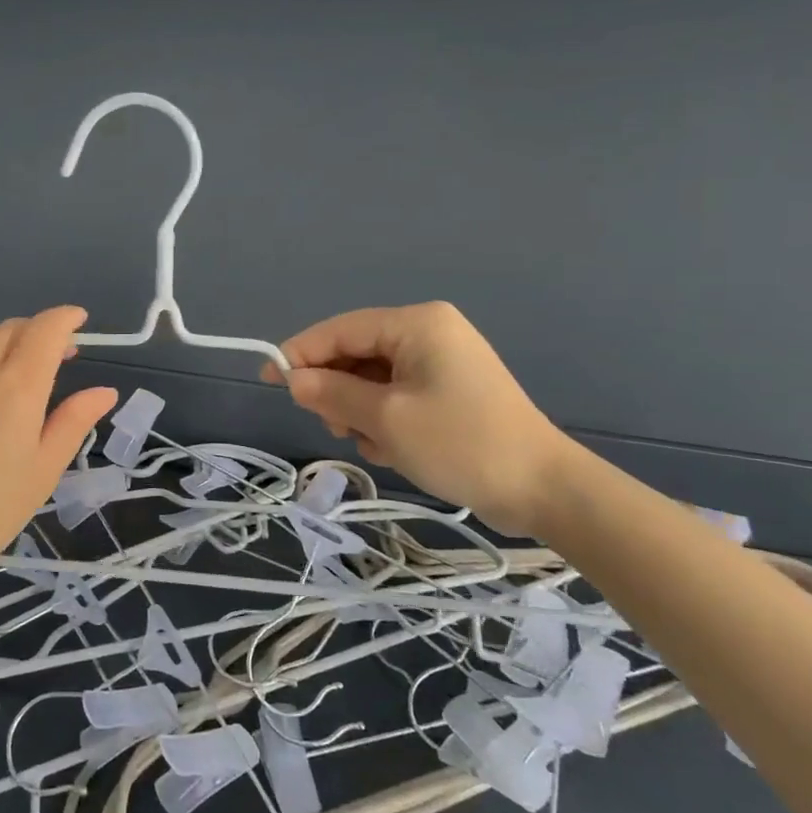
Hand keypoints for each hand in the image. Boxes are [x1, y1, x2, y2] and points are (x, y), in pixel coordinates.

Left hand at [0, 307, 117, 589]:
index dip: (66, 318)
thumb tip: (104, 391)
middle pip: (13, 328)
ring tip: (25, 369)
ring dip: (11, 340)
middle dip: (41, 330)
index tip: (81, 320)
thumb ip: (74, 422)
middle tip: (62, 354)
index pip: (45, 329)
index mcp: (16, 386)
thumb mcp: (42, 471)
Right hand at [263, 302, 569, 535]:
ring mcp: (441, 360)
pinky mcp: (449, 388)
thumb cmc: (461, 443)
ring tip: (374, 445)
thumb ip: (332, 393)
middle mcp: (428, 332)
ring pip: (372, 377)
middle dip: (338, 390)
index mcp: (416, 324)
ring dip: (361, 411)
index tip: (268, 379)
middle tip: (336, 429)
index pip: (340, 329)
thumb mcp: (385, 419)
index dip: (300, 353)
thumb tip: (292, 379)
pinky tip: (394, 449)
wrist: (543, 488)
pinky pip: (396, 393)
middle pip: (356, 352)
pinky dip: (385, 419)